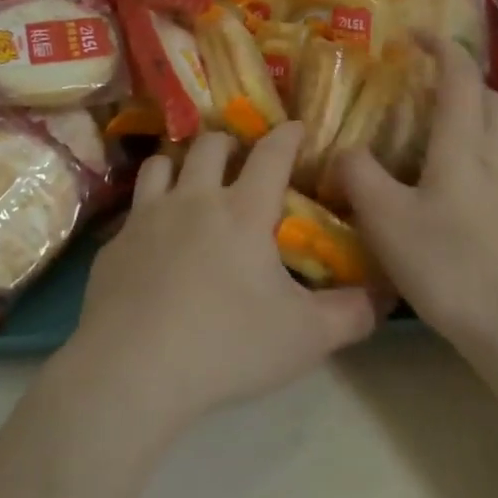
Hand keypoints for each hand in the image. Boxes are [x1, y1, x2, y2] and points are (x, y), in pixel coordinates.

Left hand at [68, 123, 380, 432]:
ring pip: (162, 164)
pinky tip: (153, 242)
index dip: (287, 135)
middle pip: (210, 144)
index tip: (295, 128)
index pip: (271, 153)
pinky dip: (148, 211)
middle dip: (230, 142)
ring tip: (191, 184)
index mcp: (243, 211)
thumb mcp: (305, 338)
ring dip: (181, 165)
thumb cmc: (227, 346)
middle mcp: (194, 199)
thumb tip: (383, 295)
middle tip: (241, 160)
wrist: (132, 370)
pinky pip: (133, 210)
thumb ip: (350, 314)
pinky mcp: (114, 244)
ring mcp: (148, 217)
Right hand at [334, 39, 497, 350]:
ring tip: (430, 127)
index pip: (460, 76)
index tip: (415, 35)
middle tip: (425, 84)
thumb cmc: (449, 265)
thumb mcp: (386, 220)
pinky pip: (496, 161)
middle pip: (491, 97)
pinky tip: (442, 179)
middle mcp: (493, 156)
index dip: (441, 47)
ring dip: (471, 112)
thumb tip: (346, 151)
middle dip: (462, 78)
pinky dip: (472, 148)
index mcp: (463, 145)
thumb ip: (360, 176)